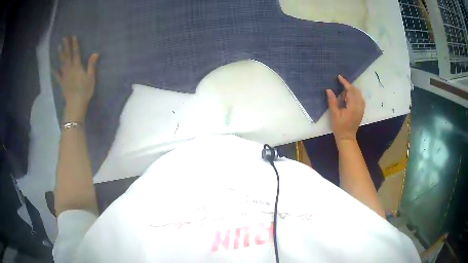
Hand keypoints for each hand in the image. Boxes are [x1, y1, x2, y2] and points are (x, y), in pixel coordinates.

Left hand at [55, 36, 98, 121]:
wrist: (75, 104)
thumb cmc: (85, 91)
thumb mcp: (91, 78)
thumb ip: (91, 65)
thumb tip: (95, 53)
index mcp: (77, 67)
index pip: (76, 53)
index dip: (75, 44)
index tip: (73, 36)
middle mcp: (70, 69)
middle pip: (67, 55)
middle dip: (66, 46)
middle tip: (64, 38)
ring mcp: (64, 76)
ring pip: (62, 62)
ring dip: (60, 54)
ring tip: (58, 46)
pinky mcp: (61, 83)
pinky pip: (57, 76)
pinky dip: (54, 71)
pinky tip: (52, 67)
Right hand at [326, 75, 364, 142]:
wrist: (346, 137)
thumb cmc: (339, 127)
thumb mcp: (334, 114)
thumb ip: (332, 101)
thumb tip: (329, 90)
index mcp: (353, 106)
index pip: (350, 90)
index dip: (345, 83)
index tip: (339, 77)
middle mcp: (359, 106)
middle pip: (355, 91)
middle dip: (348, 87)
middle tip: (339, 91)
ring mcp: (361, 109)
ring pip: (358, 94)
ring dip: (351, 92)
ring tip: (343, 97)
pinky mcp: (361, 111)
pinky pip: (360, 99)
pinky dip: (354, 96)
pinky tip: (348, 100)